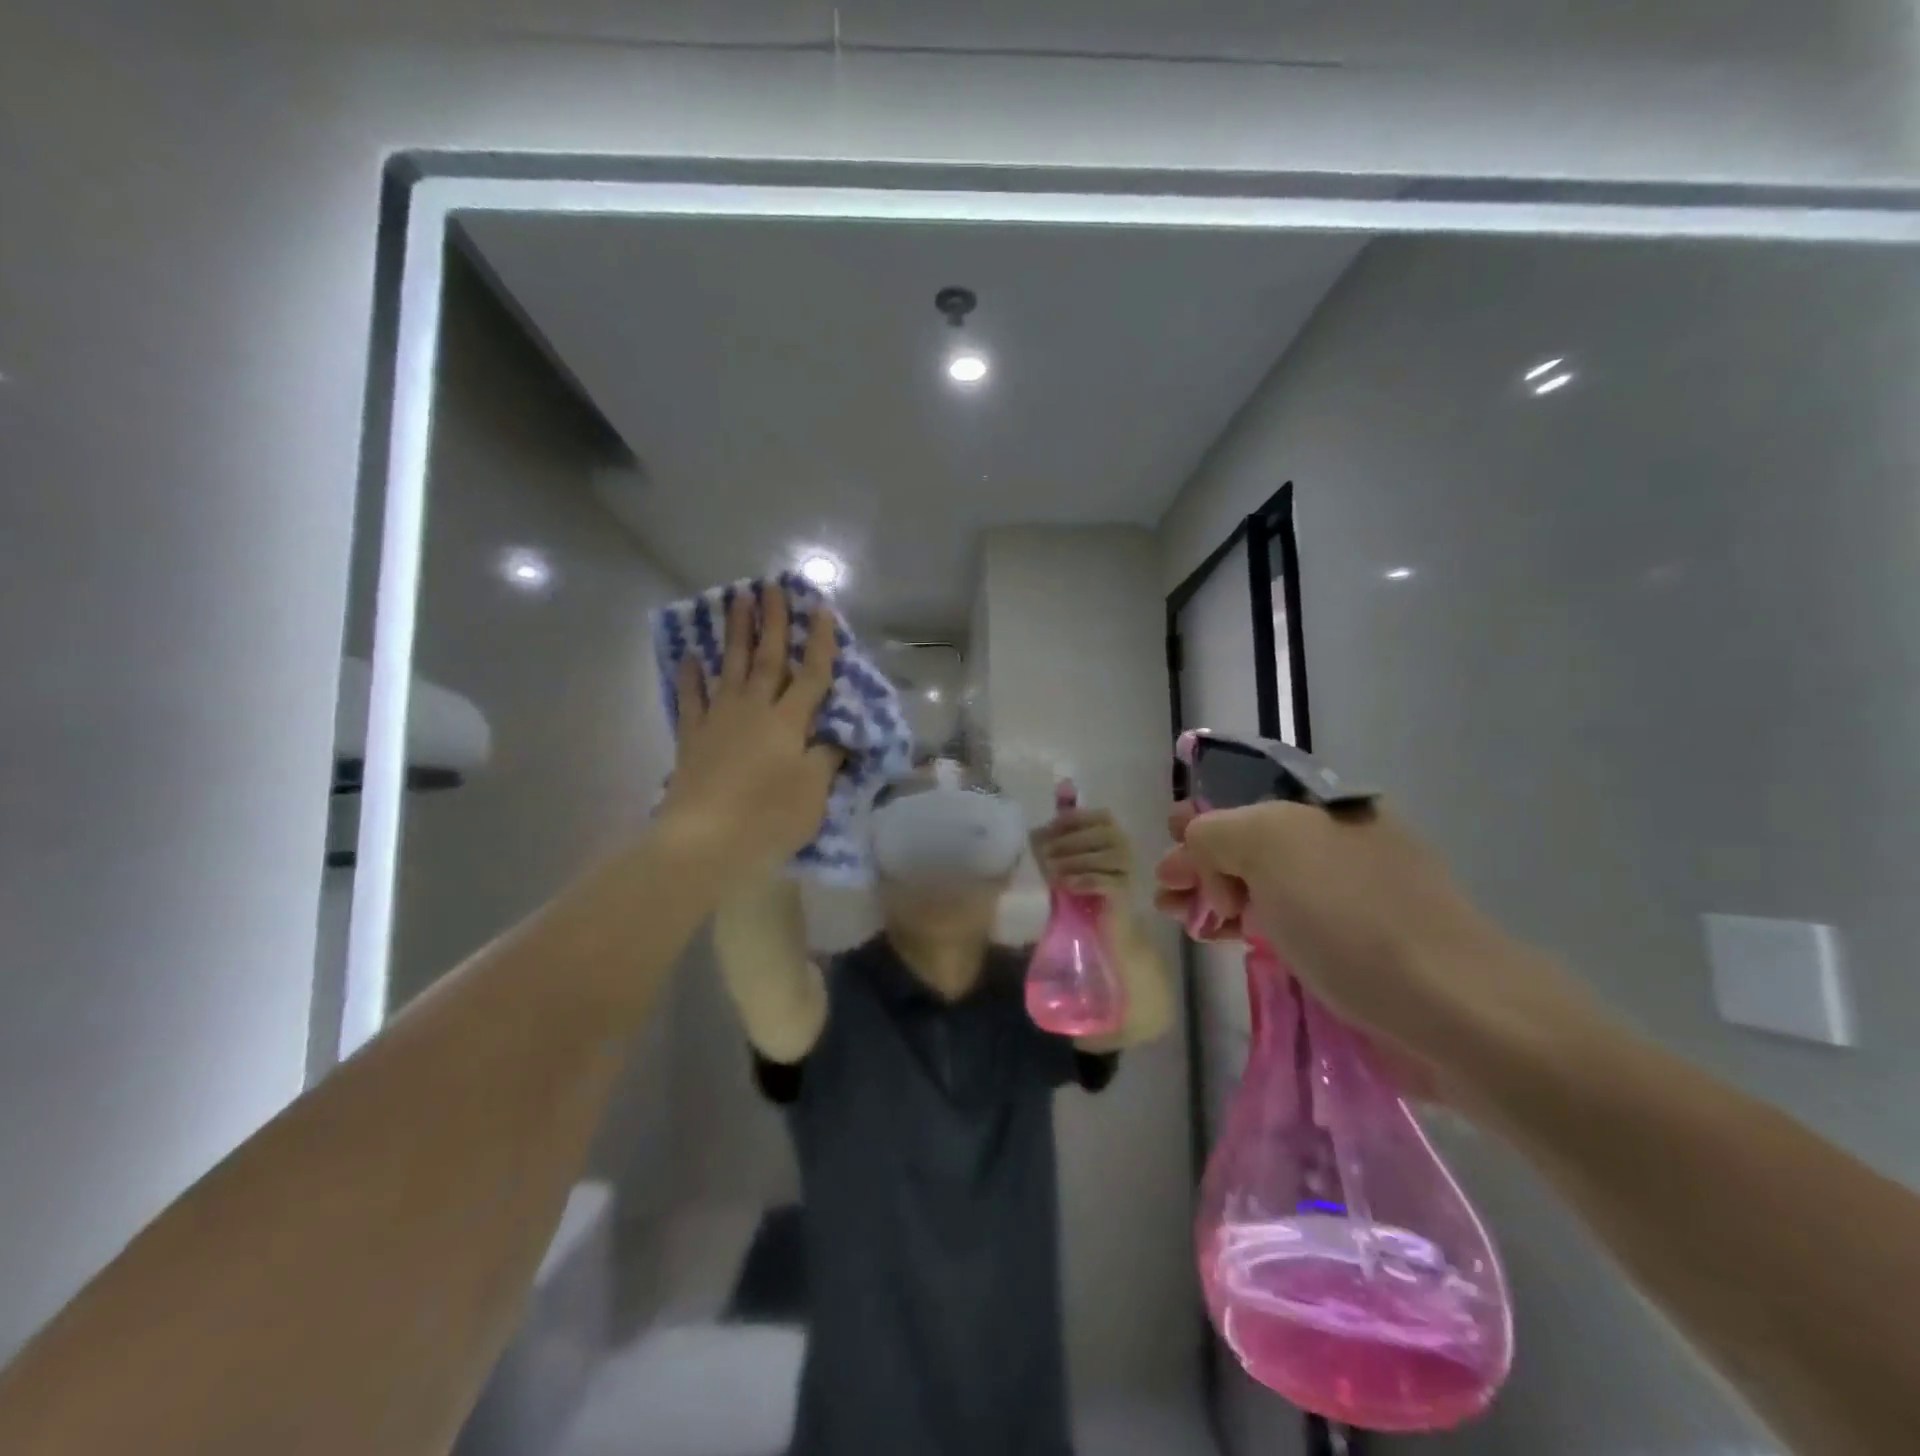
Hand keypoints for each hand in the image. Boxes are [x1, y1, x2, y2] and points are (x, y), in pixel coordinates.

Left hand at [656, 584, 843, 889]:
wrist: (706, 842)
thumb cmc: (769, 817)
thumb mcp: (814, 791)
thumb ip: (826, 758)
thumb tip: (835, 736)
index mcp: (789, 722)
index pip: (811, 674)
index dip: (818, 641)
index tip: (819, 606)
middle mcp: (754, 710)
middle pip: (766, 659)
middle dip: (771, 621)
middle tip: (769, 586)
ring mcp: (719, 721)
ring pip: (730, 667)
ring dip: (735, 633)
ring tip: (735, 599)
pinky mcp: (692, 738)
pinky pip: (692, 699)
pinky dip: (691, 677)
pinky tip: (691, 657)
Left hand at [1032, 808, 1135, 922]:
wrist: (1101, 921)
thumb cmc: (1082, 882)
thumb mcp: (1067, 855)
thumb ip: (1060, 835)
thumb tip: (1042, 821)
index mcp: (1112, 831)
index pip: (1100, 816)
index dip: (1074, 819)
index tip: (1050, 828)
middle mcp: (1125, 845)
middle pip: (1101, 834)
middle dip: (1069, 842)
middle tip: (1043, 852)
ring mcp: (1128, 868)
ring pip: (1104, 857)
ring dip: (1073, 861)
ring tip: (1050, 869)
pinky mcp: (1125, 891)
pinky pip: (1106, 881)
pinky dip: (1083, 880)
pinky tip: (1065, 883)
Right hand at [1152, 799, 1588, 1076]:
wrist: (1454, 1011)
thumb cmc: (1352, 916)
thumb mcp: (1268, 845)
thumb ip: (1216, 832)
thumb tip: (1198, 850)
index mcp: (1328, 807)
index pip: (1248, 798)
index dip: (1202, 817)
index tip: (1168, 844)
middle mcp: (1341, 843)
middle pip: (1253, 843)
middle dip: (1202, 862)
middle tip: (1166, 893)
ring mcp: (1353, 897)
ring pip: (1267, 886)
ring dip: (1218, 897)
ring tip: (1181, 921)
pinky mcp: (1359, 948)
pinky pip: (1289, 924)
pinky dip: (1250, 927)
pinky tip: (1227, 940)